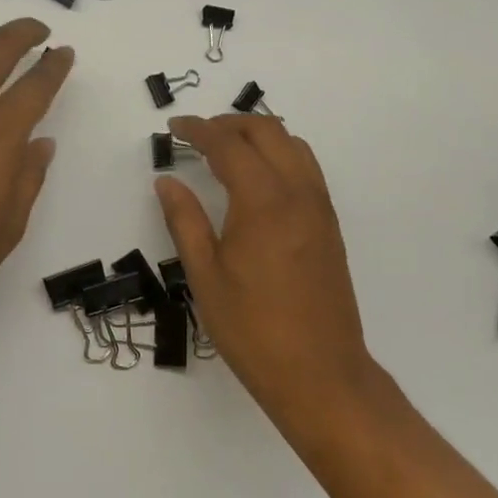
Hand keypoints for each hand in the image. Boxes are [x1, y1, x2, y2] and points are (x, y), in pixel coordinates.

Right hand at [154, 114, 375, 425]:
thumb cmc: (253, 329)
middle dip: (229, 123)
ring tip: (227, 150)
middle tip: (197, 135)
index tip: (174, 127)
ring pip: (293, 145)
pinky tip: (258, 179)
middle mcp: (298, 193)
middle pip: (267, 131)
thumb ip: (185, 220)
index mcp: (263, 202)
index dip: (198, 129)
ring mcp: (320, 208)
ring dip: (259, 135)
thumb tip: (167, 181)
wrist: (320, 374)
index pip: (228, 145)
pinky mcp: (330, 225)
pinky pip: (306, 168)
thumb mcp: (206, 276)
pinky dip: (280, 154)